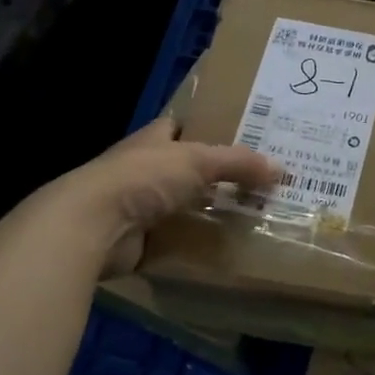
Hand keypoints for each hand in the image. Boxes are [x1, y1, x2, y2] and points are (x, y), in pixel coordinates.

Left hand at [59, 117, 278, 276]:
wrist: (93, 226)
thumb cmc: (142, 178)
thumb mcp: (197, 161)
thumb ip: (238, 163)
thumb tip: (281, 168)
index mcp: (153, 140)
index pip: (183, 126)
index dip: (210, 128)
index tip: (245, 135)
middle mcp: (145, 170)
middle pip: (189, 170)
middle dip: (220, 177)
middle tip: (262, 182)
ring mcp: (140, 207)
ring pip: (186, 206)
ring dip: (212, 213)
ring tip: (256, 215)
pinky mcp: (141, 241)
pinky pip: (179, 241)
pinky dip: (199, 245)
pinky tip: (230, 248)